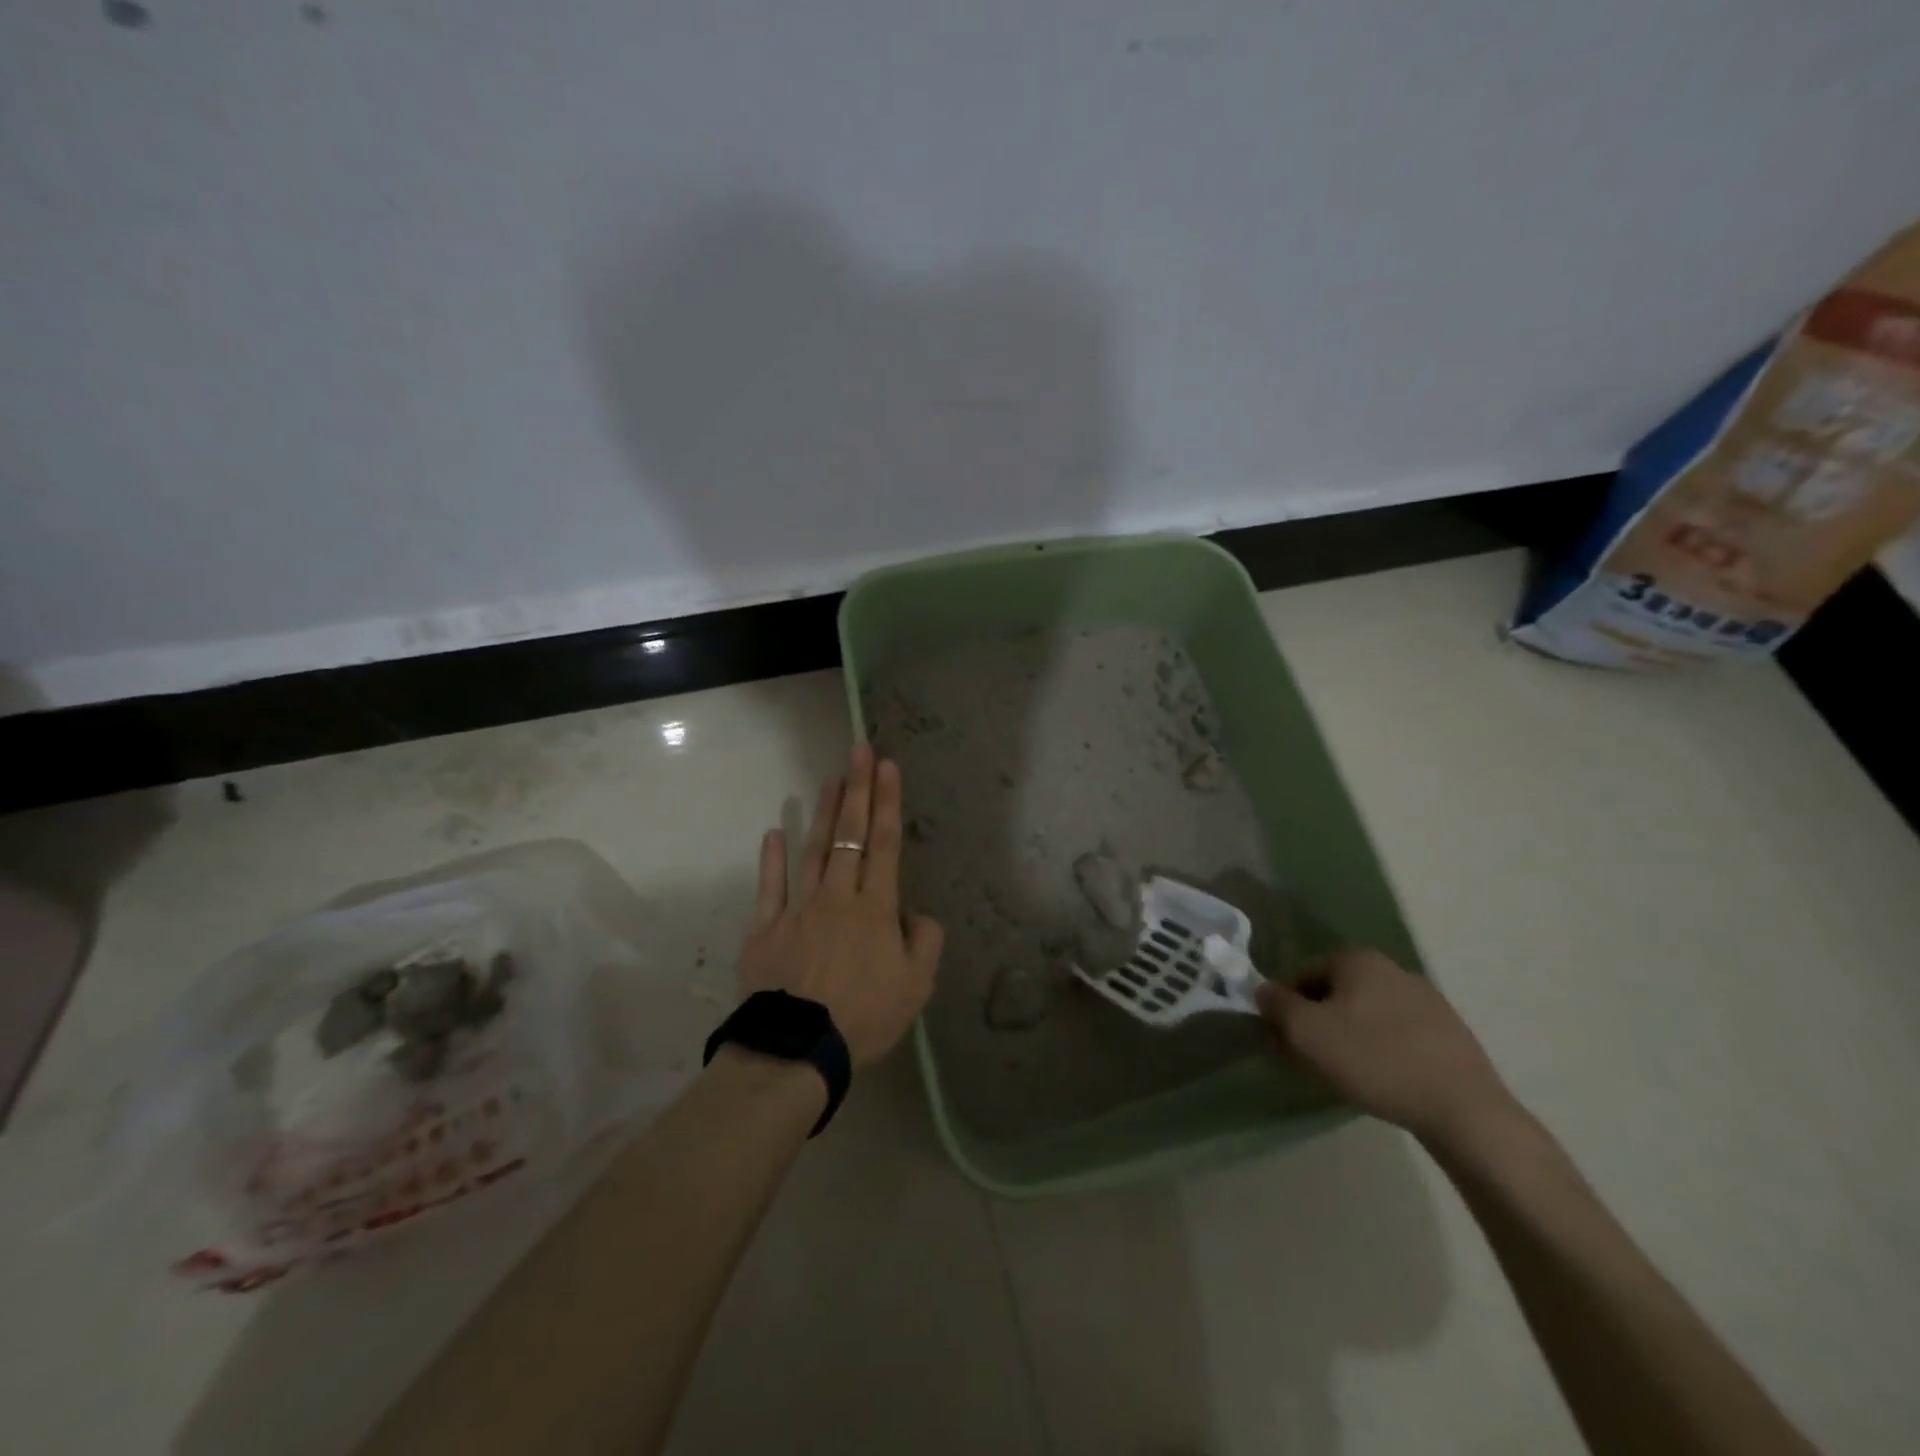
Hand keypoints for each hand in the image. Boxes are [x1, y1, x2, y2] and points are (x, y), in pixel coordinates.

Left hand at [734, 743, 943, 1069]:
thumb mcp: (917, 987)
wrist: (797, 1050)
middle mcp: (838, 898)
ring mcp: (798, 909)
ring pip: (814, 851)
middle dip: (857, 790)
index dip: (887, 802)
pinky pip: (769, 888)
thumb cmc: (864, 1018)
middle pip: (850, 836)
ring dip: (824, 813)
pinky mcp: (765, 929)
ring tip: (830, 779)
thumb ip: (925, 942)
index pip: (885, 845)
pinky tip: (774, 832)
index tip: (887, 766)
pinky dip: (772, 859)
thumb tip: (916, 913)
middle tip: (859, 750)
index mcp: (875, 910)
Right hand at [1255, 947, 1517, 1145]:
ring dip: (1348, 1038)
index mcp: (1357, 959)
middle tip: (1309, 1060)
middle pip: (1335, 993)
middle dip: (1316, 1022)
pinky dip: (1381, 1051)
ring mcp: (1427, 1000)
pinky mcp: (1449, 1034)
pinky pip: (1397, 1035)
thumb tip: (1263, 991)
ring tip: (1345, 1076)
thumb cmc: (1374, 1060)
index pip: (1302, 975)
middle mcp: (1392, 968)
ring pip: (1366, 1015)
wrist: (1464, 1110)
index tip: (1283, 1042)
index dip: (1285, 1008)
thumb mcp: (1306, 1032)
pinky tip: (1382, 1081)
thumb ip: (1275, 1004)